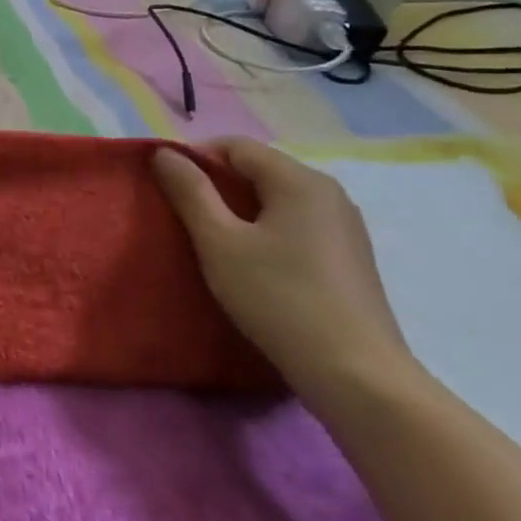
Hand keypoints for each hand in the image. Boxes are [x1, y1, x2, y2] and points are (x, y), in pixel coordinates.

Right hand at [152, 137, 415, 407]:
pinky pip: (296, 224)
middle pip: (259, 169)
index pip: (236, 146)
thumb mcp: (219, 241)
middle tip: (182, 212)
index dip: (195, 157)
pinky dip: (266, 229)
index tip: (166, 184)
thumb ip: (189, 191)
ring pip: (278, 198)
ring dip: (240, 208)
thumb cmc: (278, 297)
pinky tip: (252, 262)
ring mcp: (345, 226)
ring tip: (211, 238)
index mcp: (299, 180)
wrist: (355, 374)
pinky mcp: (350, 257)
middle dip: (216, 183)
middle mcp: (329, 192)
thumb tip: (165, 154)